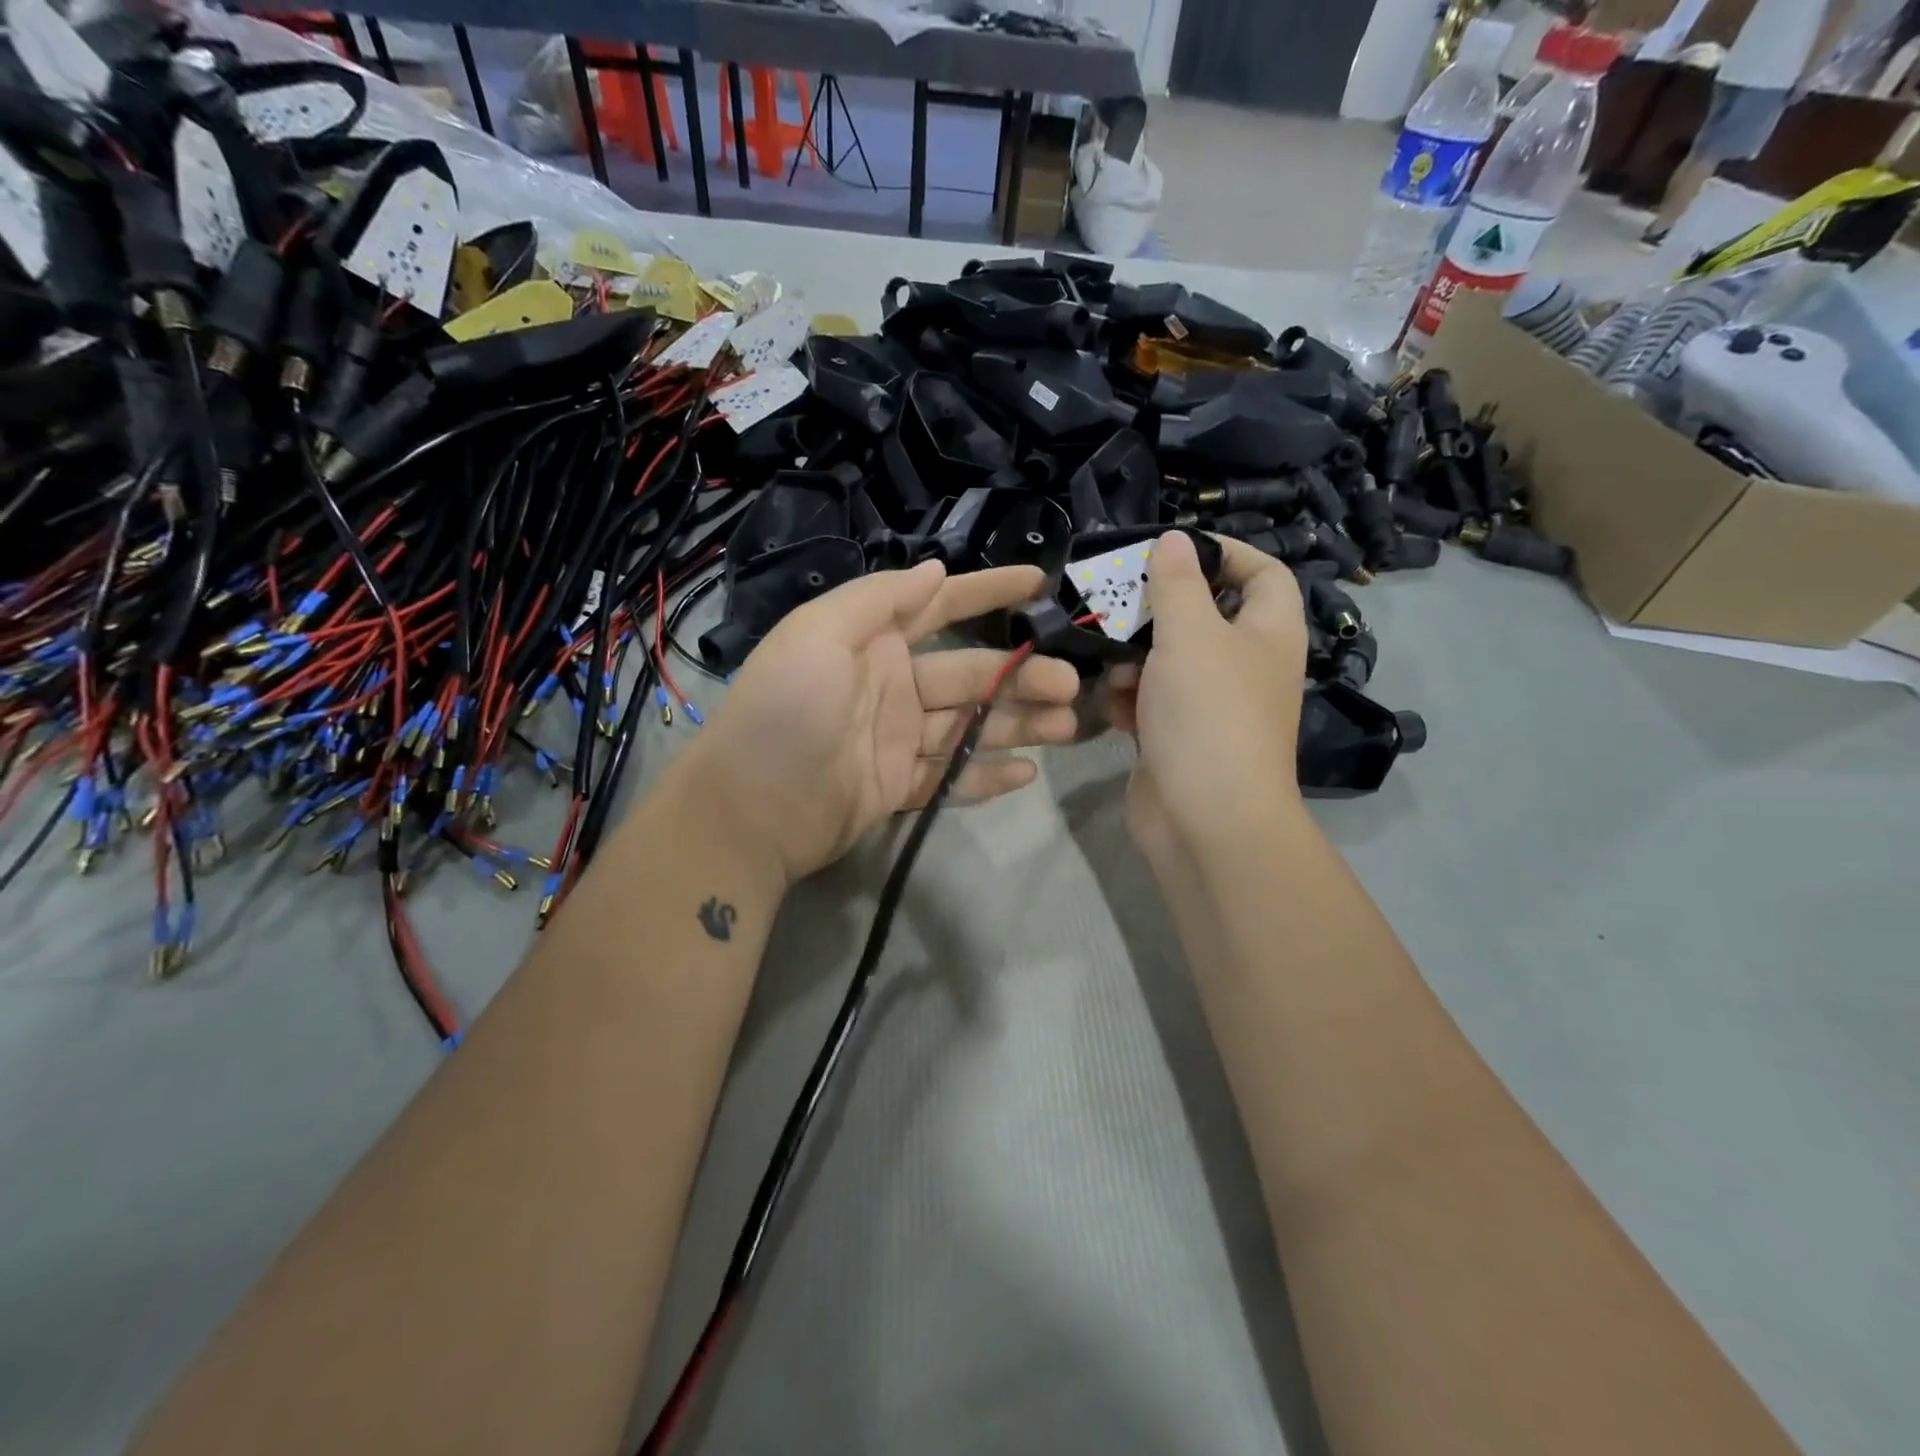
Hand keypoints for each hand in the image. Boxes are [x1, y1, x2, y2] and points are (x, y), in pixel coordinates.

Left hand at [680, 561, 1080, 884]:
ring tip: (1068, 727)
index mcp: (873, 642)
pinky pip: (952, 778)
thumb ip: (879, 599)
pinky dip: (987, 775)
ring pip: (971, 725)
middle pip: (971, 673)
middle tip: (1071, 685)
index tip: (1039, 583)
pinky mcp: (900, 787)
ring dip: (1019, 724)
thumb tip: (935, 570)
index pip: (941, 606)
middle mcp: (892, 686)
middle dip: (1022, 674)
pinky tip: (1027, 774)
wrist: (749, 810)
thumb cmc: (785, 710)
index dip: (989, 590)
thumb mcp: (820, 635)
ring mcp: (898, 740)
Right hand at [1103, 533, 1306, 866]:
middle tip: (1117, 602)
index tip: (1173, 550)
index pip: (1263, 573)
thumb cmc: (1208, 714)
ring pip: (1169, 662)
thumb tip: (1175, 539)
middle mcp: (1245, 667)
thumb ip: (1178, 583)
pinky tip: (1109, 703)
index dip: (1226, 553)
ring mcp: (1211, 707)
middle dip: (1158, 611)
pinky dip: (1130, 699)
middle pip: (1204, 617)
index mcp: (1268, 633)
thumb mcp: (1191, 634)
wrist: (1205, 820)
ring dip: (1134, 658)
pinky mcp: (1178, 739)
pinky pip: (1152, 703)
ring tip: (1108, 661)